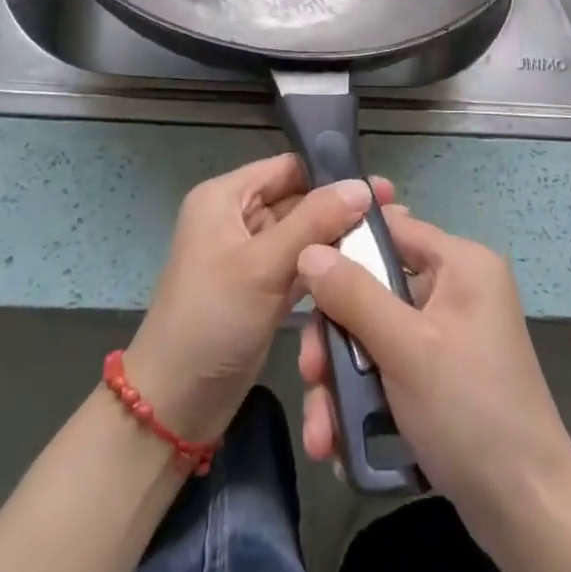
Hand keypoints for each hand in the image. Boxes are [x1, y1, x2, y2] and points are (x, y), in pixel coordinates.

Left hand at [125, 154, 389, 443]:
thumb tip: (362, 186)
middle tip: (395, 213)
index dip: (330, 173)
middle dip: (341, 207)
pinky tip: (365, 267)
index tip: (379, 186)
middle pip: (298, 200)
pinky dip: (327, 266)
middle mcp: (237, 218)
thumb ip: (313, 222)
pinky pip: (301, 265)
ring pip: (303, 234)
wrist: (175, 403)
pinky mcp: (263, 288)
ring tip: (389, 237)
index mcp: (225, 198)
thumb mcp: (262, 265)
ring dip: (339, 237)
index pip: (286, 168)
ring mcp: (250, 256)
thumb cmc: (212, 320)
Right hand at [296, 207, 570, 531]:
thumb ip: (353, 295)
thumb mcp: (405, 348)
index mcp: (462, 264)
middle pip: (374, 289)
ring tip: (320, 432)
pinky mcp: (440, 377)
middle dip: (336, 338)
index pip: (392, 229)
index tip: (300, 276)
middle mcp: (456, 290)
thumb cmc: (470, 411)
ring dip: (342, 381)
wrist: (527, 511)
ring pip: (375, 336)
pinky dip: (363, 400)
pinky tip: (339, 442)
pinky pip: (390, 369)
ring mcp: (448, 336)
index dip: (344, 247)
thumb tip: (308, 250)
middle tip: (311, 374)